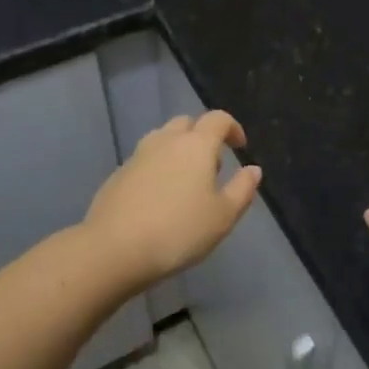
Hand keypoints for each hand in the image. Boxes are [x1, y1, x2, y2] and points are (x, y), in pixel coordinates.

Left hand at [83, 112, 261, 286]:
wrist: (114, 248)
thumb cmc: (178, 231)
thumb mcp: (223, 216)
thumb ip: (242, 189)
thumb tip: (253, 169)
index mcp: (196, 144)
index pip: (218, 119)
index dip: (233, 128)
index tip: (240, 147)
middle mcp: (166, 140)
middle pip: (187, 123)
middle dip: (203, 136)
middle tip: (212, 167)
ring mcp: (138, 155)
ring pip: (163, 139)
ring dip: (178, 150)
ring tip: (185, 182)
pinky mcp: (118, 174)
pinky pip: (145, 160)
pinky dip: (157, 168)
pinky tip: (158, 198)